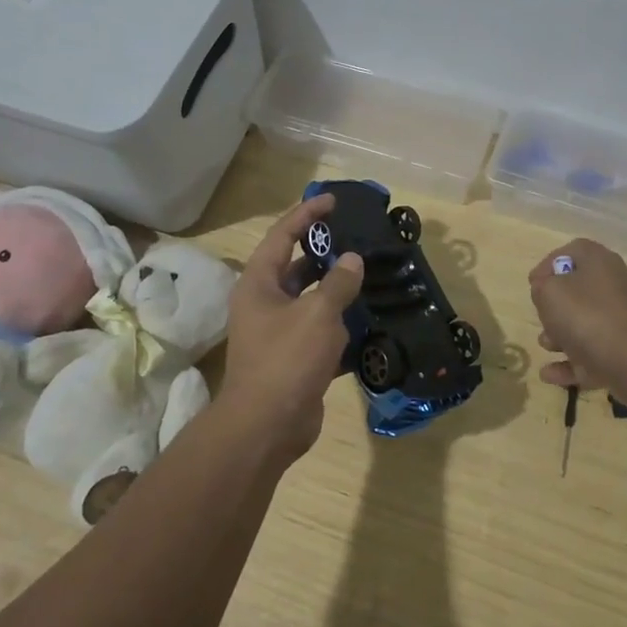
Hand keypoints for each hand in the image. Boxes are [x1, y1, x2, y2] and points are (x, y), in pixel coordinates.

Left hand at [218, 195, 364, 461]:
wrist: (268, 426)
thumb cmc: (287, 359)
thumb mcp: (317, 314)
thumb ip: (338, 282)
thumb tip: (351, 260)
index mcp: (259, 284)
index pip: (282, 235)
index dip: (306, 215)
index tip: (333, 201)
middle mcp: (264, 303)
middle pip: (295, 266)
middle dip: (324, 251)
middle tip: (356, 239)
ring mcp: (278, 332)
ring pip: (310, 300)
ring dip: (335, 289)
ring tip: (368, 274)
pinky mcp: (294, 358)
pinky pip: (319, 330)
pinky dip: (340, 323)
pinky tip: (368, 318)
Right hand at [528, 239, 626, 400]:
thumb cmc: (586, 316)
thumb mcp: (549, 292)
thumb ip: (542, 286)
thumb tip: (546, 289)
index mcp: (600, 263)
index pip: (573, 251)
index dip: (548, 264)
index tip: (532, 283)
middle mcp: (614, 287)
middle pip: (579, 289)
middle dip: (554, 306)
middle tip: (540, 316)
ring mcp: (621, 321)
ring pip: (585, 323)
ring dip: (560, 335)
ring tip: (545, 345)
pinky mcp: (623, 352)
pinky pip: (590, 354)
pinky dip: (570, 363)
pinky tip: (548, 374)